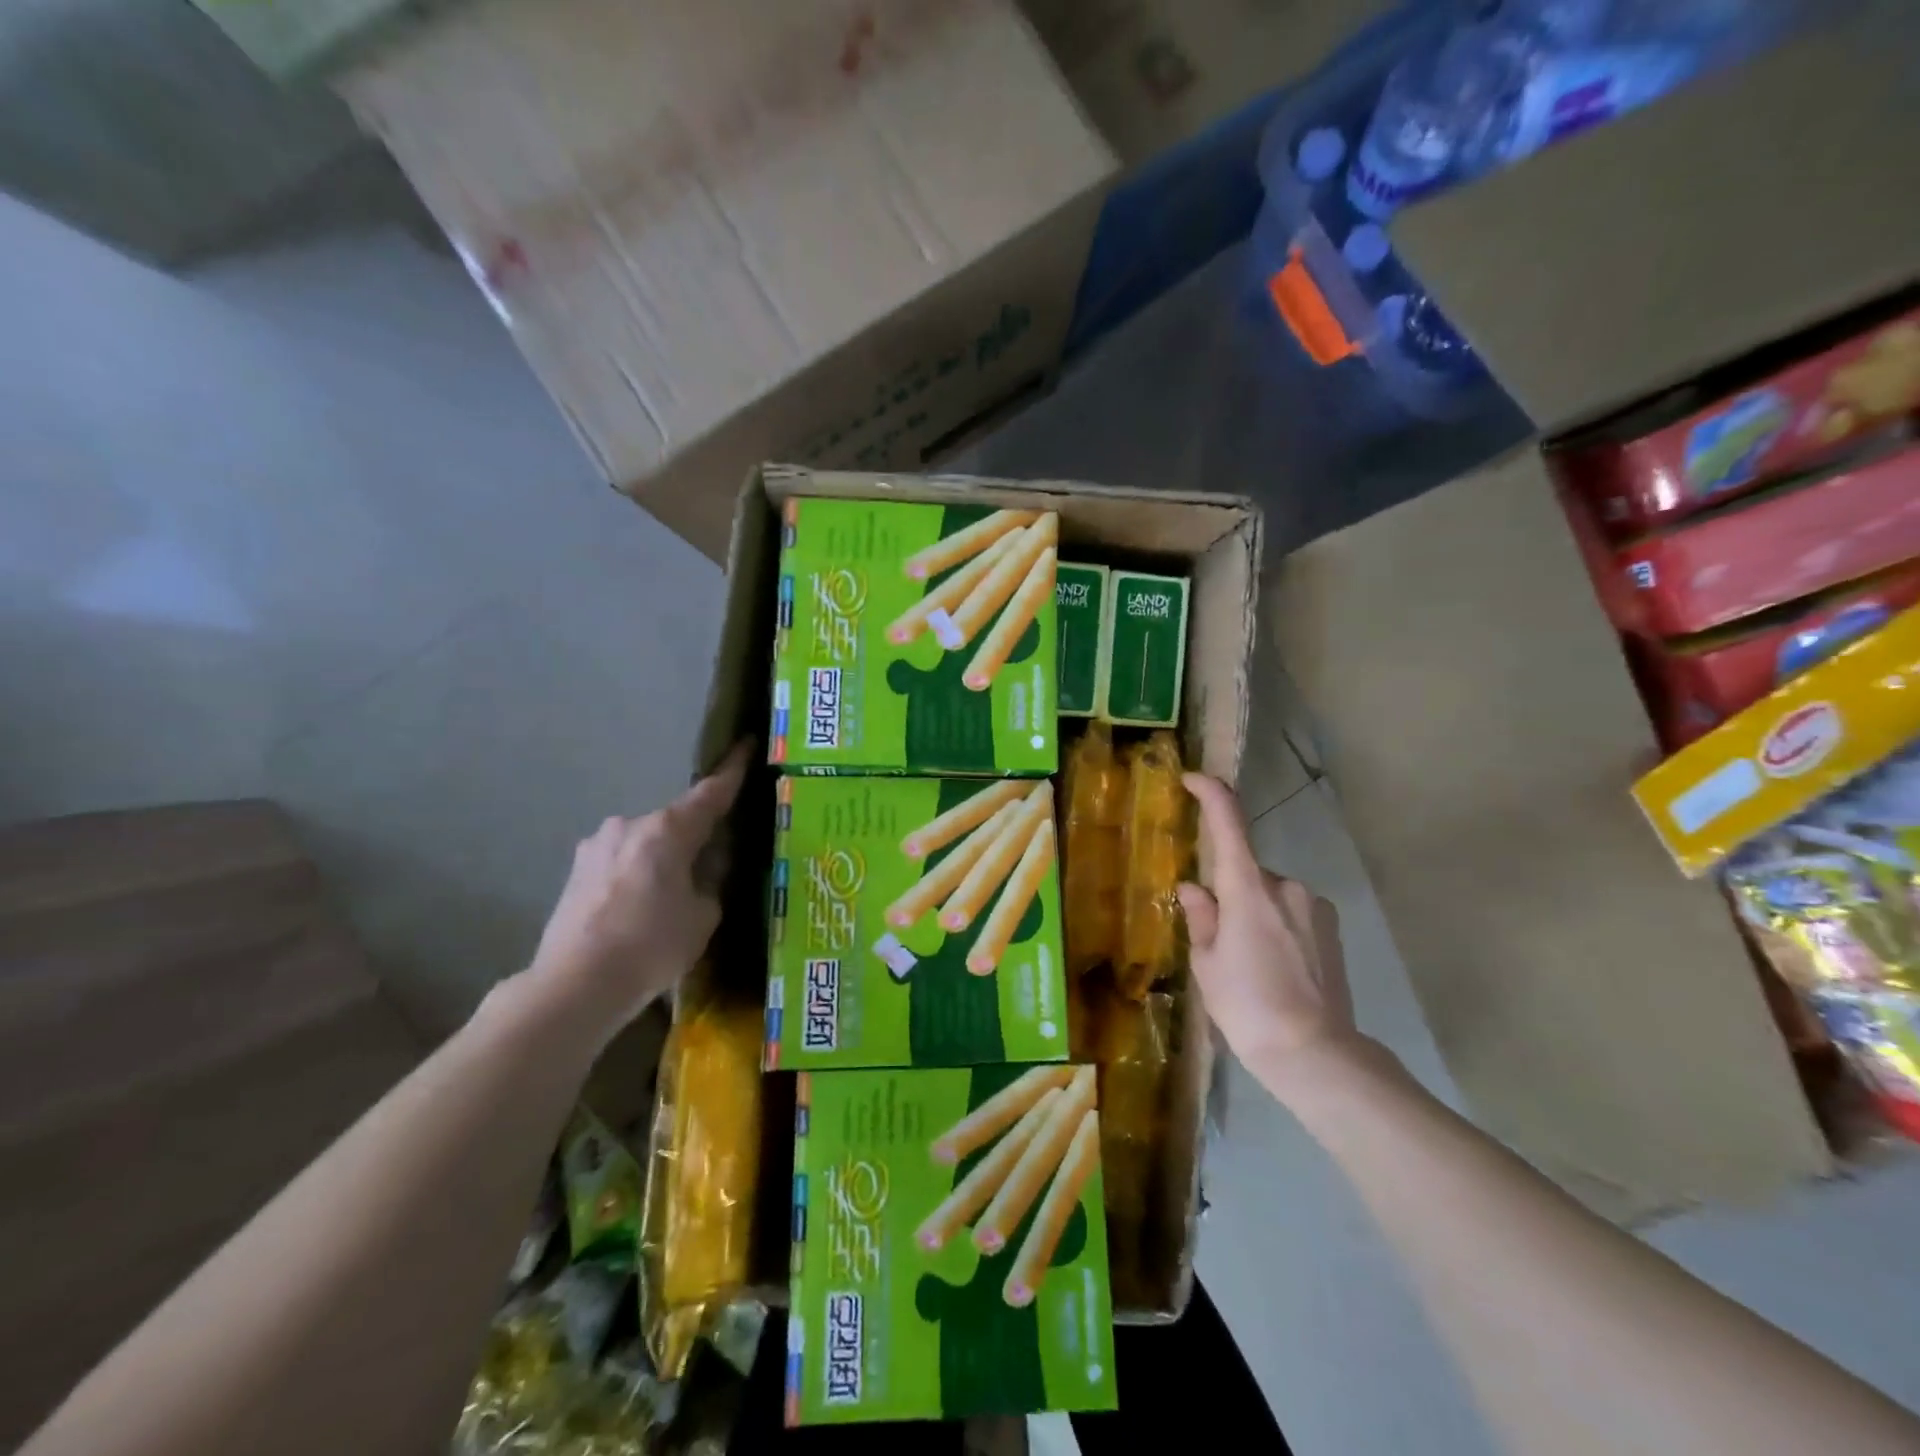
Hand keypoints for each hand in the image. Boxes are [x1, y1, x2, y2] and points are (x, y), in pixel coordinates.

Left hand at [530, 742, 751, 1020]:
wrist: (574, 985)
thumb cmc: (652, 945)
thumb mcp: (703, 916)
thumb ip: (710, 883)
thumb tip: (703, 873)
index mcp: (668, 830)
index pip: (711, 792)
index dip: (733, 770)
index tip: (747, 744)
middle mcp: (630, 825)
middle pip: (676, 822)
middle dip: (695, 836)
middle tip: (714, 862)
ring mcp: (597, 846)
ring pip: (646, 843)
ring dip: (663, 858)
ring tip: (671, 897)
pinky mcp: (576, 872)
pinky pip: (621, 862)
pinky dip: (637, 875)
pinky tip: (640, 909)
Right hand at [1177, 774, 1362, 1094]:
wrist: (1315, 1054)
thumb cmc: (1247, 1007)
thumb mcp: (1207, 964)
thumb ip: (1200, 917)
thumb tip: (1193, 888)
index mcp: (1247, 889)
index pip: (1229, 823)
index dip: (1211, 794)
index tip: (1193, 779)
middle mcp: (1284, 885)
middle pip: (1245, 871)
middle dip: (1228, 892)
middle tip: (1217, 939)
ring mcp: (1313, 905)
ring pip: (1269, 894)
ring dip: (1253, 912)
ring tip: (1249, 963)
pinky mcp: (1331, 926)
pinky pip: (1291, 911)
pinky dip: (1276, 926)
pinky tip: (1275, 966)